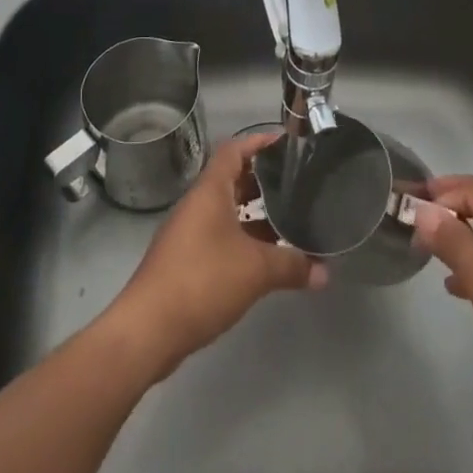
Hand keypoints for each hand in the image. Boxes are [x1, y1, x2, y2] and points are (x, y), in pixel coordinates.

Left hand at [109, 131, 327, 377]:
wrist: (148, 329)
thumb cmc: (203, 280)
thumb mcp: (256, 270)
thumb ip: (292, 265)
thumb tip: (324, 271)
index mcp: (210, 191)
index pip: (234, 150)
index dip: (260, 142)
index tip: (288, 146)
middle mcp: (197, 204)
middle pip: (232, 179)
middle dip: (263, 180)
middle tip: (297, 184)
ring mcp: (189, 232)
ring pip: (227, 210)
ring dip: (254, 213)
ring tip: (289, 220)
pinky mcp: (186, 260)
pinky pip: (220, 235)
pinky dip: (243, 238)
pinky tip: (265, 257)